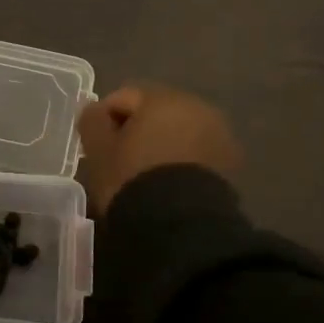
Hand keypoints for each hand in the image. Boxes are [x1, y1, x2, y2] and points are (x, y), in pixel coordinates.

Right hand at [78, 84, 239, 216]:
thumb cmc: (133, 179)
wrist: (182, 224)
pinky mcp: (231, 162)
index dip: (104, 121)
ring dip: (162, 145)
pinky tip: (169, 185)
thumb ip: (92, 121)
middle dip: (137, 130)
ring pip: (179, 132)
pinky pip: (196, 153)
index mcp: (162, 98)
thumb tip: (95, 109)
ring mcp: (218, 133)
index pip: (123, 98)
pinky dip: (181, 161)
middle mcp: (196, 106)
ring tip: (147, 175)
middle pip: (155, 112)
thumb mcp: (99, 151)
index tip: (96, 148)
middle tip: (120, 161)